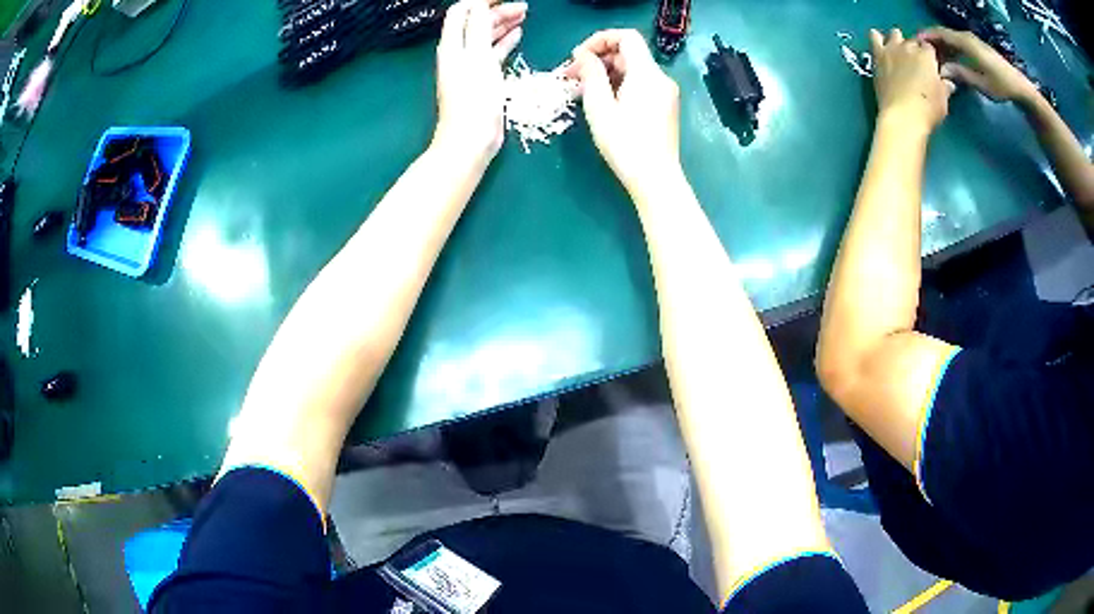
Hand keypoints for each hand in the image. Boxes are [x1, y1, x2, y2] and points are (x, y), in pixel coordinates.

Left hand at [433, 0, 526, 162]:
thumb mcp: (478, 57)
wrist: (470, 140)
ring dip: (503, 24)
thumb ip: (479, 27)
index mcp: (453, 45)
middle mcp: (458, 52)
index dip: (481, 1)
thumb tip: (480, 4)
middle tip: (524, 6)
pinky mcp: (481, 79)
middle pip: (475, 22)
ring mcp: (470, 66)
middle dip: (497, 10)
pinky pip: (493, 52)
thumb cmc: (474, 99)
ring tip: (524, 16)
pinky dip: (505, 41)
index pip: (462, 11)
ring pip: (486, 36)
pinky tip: (518, 35)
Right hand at [563, 29, 680, 194]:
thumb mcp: (599, 107)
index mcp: (647, 74)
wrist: (656, 179)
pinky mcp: (663, 107)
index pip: (626, 37)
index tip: (578, 56)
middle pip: (628, 54)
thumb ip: (591, 74)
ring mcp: (665, 93)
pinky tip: (600, 101)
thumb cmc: (625, 144)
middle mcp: (660, 78)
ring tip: (580, 91)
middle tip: (571, 76)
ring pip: (632, 70)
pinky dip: (618, 85)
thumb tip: (583, 55)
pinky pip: (639, 85)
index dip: (599, 40)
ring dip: (605, 73)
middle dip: (598, 59)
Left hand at [869, 28, 953, 132]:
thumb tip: (948, 83)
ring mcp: (893, 49)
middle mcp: (910, 47)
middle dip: (916, 49)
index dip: (930, 56)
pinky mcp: (878, 55)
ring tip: (899, 48)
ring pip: (895, 34)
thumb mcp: (943, 100)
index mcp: (927, 57)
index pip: (930, 48)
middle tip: (916, 62)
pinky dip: (876, 37)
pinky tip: (877, 38)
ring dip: (898, 39)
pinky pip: (875, 38)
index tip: (930, 64)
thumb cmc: (928, 109)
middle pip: (913, 42)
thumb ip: (944, 87)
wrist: (903, 115)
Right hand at [918, 27, 1039, 106]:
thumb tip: (941, 70)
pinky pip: (958, 44)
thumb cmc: (1001, 86)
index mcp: (965, 42)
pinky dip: (951, 49)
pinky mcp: (977, 48)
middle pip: (944, 34)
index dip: (927, 36)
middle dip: (932, 41)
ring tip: (934, 58)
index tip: (915, 44)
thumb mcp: (981, 83)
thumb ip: (960, 74)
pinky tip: (949, 60)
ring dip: (942, 46)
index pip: (940, 33)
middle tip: (922, 53)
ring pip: (951, 39)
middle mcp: (967, 37)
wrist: (1019, 87)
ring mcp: (973, 42)